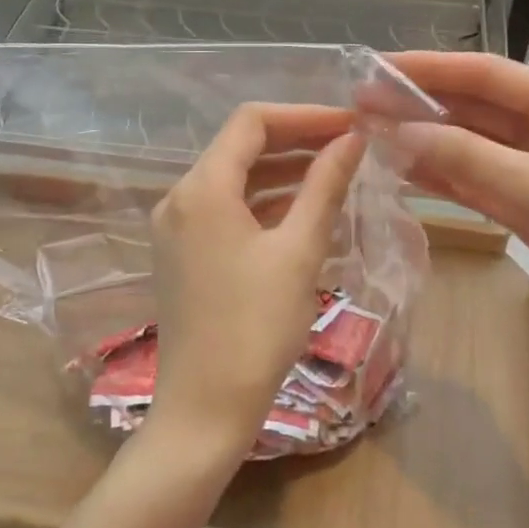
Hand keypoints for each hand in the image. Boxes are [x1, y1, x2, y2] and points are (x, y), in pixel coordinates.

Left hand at [147, 103, 366, 455]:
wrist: (204, 412)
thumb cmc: (256, 328)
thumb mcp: (299, 252)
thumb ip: (325, 186)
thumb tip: (352, 139)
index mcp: (202, 188)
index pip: (252, 122)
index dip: (303, 115)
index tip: (349, 124)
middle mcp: (180, 197)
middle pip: (241, 147)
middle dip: (296, 141)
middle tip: (349, 145)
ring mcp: (177, 227)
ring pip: (235, 179)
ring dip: (283, 172)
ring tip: (336, 174)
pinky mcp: (183, 253)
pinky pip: (227, 209)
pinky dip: (264, 203)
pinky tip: (304, 211)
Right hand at [387, 51, 528, 375]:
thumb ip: (468, 159)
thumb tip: (398, 131)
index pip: (486, 74)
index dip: (427, 68)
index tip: (374, 70)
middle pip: (478, 108)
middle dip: (422, 107)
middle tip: (361, 109)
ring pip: (478, 148)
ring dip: (431, 143)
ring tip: (373, 140)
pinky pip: (486, 184)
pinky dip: (450, 179)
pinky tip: (409, 175)